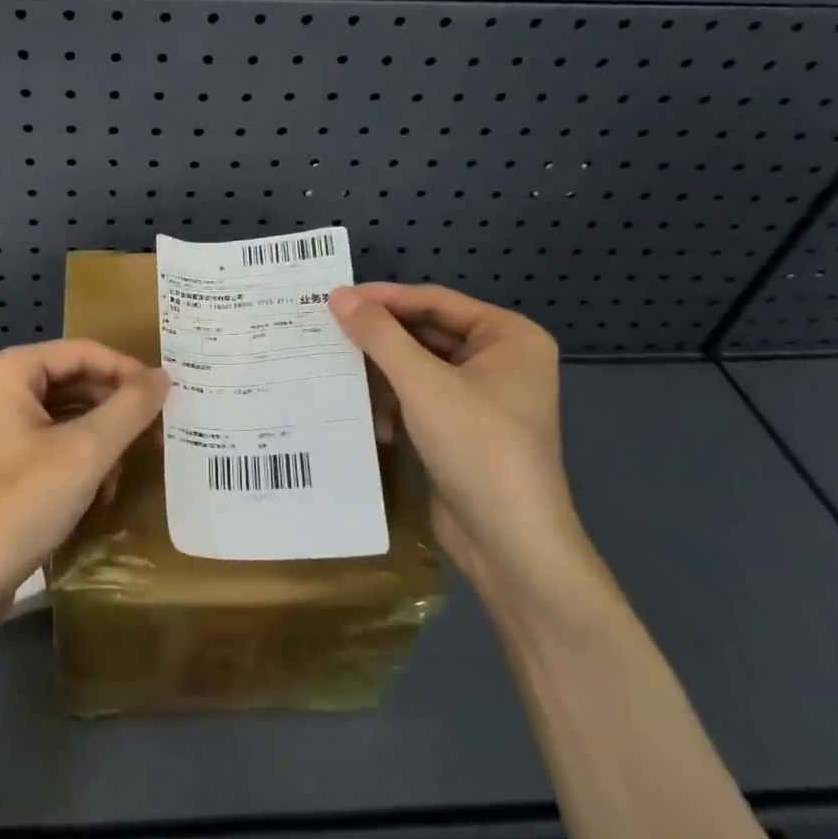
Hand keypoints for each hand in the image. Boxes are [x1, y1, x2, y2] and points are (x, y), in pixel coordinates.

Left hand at [0, 340, 169, 619]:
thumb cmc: (19, 504)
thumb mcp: (86, 452)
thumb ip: (130, 408)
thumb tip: (163, 376)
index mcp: (7, 371)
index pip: (82, 352)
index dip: (128, 372)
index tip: (166, 398)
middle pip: (73, 382)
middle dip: (115, 411)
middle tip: (158, 433)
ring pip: (64, 416)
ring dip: (100, 441)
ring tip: (127, 468)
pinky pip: (48, 444)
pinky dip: (78, 462)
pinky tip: (98, 493)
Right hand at [329, 283, 588, 600]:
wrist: (510, 543)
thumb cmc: (477, 447)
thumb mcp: (423, 384)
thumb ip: (379, 335)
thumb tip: (337, 294)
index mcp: (508, 337)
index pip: (435, 301)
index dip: (384, 298)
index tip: (334, 296)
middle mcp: (500, 359)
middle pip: (426, 332)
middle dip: (380, 338)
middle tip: (327, 329)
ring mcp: (482, 396)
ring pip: (418, 366)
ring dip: (383, 374)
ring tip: (337, 370)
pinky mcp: (463, 428)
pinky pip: (420, 397)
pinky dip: (394, 403)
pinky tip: (372, 420)